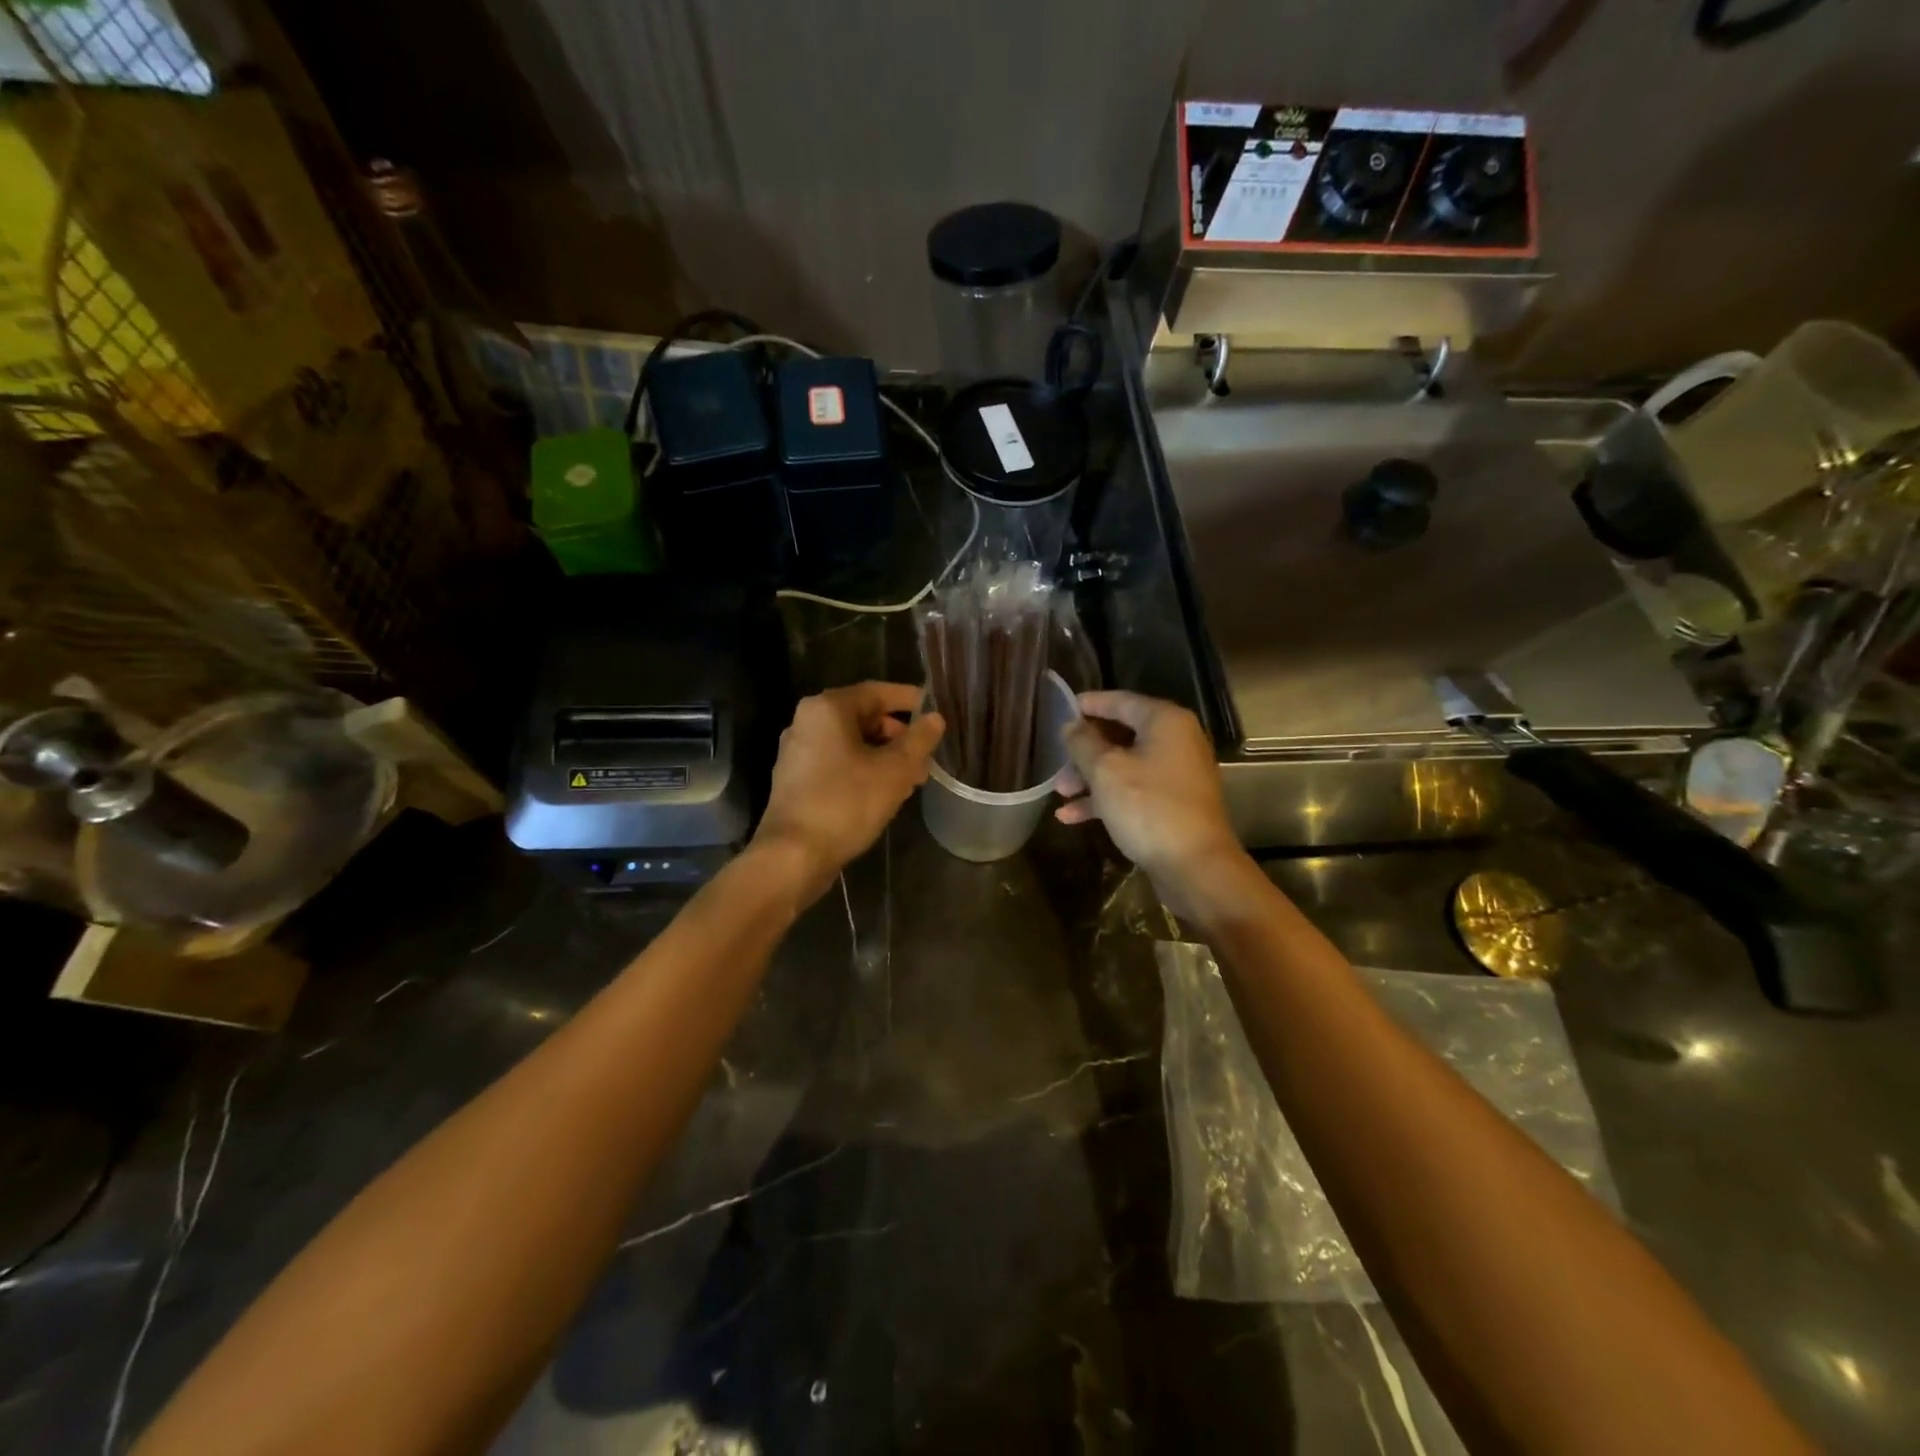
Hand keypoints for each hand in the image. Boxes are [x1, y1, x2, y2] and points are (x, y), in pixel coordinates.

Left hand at [753, 682, 943, 903]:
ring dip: (883, 756)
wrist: (793, 856)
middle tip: (925, 756)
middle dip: (898, 735)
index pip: (877, 692)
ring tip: (912, 779)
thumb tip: (935, 719)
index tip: (935, 712)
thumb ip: (919, 740)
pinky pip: (837, 763)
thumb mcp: (895, 770)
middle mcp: (807, 722)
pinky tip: (884, 793)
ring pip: (851, 743)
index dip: (909, 700)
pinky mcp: (796, 780)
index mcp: (827, 708)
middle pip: (863, 717)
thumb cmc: (846, 803)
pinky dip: (863, 770)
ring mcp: (797, 752)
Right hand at [1055, 691, 1246, 913]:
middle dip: (1085, 749)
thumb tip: (1071, 726)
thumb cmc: (1148, 807)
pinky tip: (1071, 817)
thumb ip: (1083, 742)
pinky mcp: (1172, 804)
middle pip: (1121, 735)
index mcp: (1165, 722)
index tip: (1062, 709)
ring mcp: (1176, 774)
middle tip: (1056, 760)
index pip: (1121, 701)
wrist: (1194, 866)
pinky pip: (1133, 791)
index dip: (1089, 704)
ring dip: (1090, 777)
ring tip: (1059, 793)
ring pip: (1124, 765)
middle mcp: (1176, 741)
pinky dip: (1105, 799)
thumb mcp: (1105, 770)